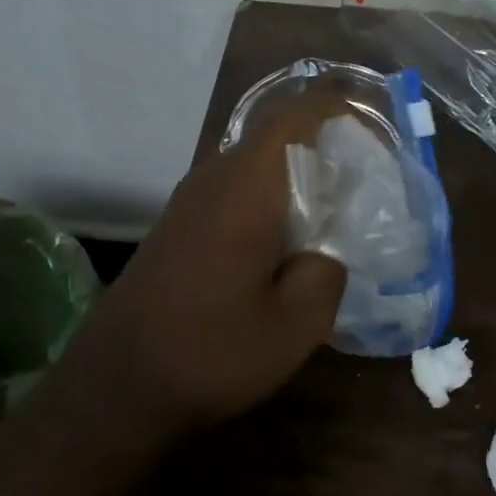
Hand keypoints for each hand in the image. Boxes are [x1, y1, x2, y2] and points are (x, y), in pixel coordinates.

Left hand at [55, 98, 349, 437]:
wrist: (116, 386)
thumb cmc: (211, 352)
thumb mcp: (295, 325)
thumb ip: (328, 272)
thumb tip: (329, 247)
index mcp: (247, 188)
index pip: (299, 116)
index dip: (342, 110)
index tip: (379, 132)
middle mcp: (215, 178)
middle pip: (279, 136)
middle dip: (327, 147)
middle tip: (370, 179)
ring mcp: (191, 200)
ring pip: (257, 165)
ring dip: (299, 177)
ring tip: (339, 209)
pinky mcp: (180, 225)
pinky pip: (237, 190)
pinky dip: (273, 199)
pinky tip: (290, 241)